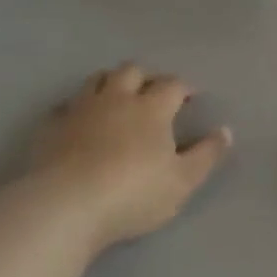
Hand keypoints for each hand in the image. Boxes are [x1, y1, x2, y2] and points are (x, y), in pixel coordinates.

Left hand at [27, 64, 232, 248]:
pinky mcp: (51, 126)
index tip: (190, 96)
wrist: (66, 205)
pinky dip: (77, 107)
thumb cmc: (134, 193)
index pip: (172, 84)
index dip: (184, 87)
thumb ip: (206, 154)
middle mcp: (116, 98)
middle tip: (153, 93)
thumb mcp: (183, 181)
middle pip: (131, 71)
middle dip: (145, 77)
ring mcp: (80, 109)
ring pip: (96, 79)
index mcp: (151, 108)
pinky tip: (79, 120)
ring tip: (118, 97)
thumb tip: (225, 131)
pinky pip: (65, 105)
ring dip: (111, 82)